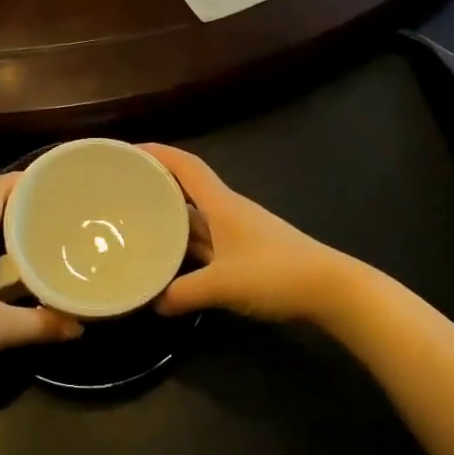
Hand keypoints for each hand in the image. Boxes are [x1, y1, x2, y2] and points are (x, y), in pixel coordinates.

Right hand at [139, 145, 358, 326]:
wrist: (330, 289)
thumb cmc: (275, 273)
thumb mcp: (222, 285)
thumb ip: (182, 293)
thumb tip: (151, 303)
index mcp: (222, 204)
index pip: (186, 166)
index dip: (158, 153)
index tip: (128, 151)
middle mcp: (228, 211)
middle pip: (188, 188)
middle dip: (157, 184)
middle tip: (122, 189)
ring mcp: (239, 232)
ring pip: (197, 217)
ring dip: (170, 216)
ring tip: (136, 221)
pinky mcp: (246, 253)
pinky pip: (207, 241)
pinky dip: (187, 245)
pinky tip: (171, 258)